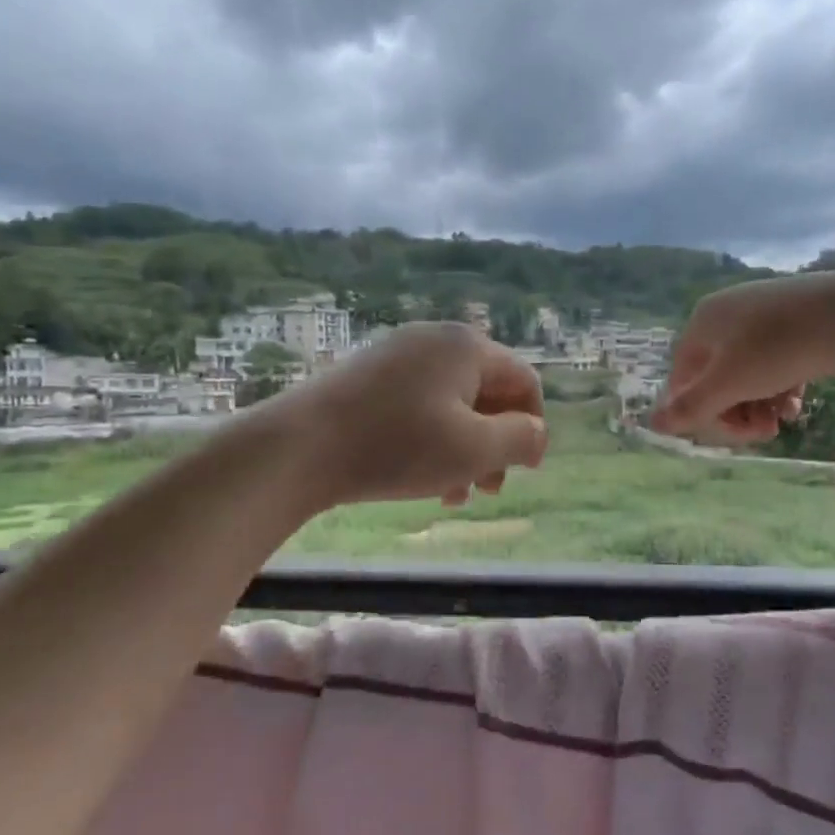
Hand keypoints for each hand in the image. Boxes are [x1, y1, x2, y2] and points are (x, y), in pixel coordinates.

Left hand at [274, 322, 547, 506]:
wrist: (297, 447)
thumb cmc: (397, 447)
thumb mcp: (474, 450)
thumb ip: (520, 439)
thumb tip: (536, 432)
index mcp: (467, 347)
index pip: (523, 382)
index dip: (533, 427)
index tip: (526, 471)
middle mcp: (435, 340)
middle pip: (487, 393)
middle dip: (496, 443)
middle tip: (489, 488)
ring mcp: (398, 355)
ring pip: (452, 404)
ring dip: (464, 450)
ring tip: (455, 494)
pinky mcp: (368, 376)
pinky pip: (419, 406)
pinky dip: (431, 440)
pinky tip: (421, 479)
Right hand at [652, 274, 834, 443]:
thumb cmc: (775, 349)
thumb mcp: (728, 385)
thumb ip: (690, 407)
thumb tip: (652, 423)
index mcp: (702, 322)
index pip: (684, 377)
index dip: (703, 411)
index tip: (733, 434)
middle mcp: (727, 312)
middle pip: (717, 376)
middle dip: (737, 411)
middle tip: (763, 433)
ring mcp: (763, 312)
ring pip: (749, 372)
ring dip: (760, 404)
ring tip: (783, 420)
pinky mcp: (796, 317)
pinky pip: (775, 359)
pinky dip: (781, 385)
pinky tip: (796, 402)